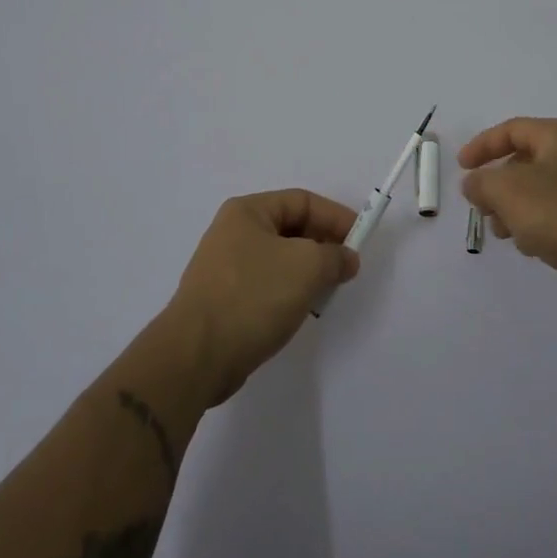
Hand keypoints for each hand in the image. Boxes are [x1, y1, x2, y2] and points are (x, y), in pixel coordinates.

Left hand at [165, 189, 359, 404]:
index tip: (360, 239)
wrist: (196, 356)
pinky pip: (266, 284)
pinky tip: (301, 309)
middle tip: (347, 266)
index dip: (335, 216)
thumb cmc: (253, 296)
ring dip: (307, 271)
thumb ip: (334, 256)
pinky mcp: (223, 299)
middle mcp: (233, 232)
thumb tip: (346, 258)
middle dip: (323, 244)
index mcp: (247, 212)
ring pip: (280, 258)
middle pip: (290, 228)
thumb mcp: (306, 267)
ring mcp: (225, 267)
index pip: (302, 201)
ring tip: (328, 290)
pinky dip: (289, 291)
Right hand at [459, 117, 556, 309]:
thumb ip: (480, 182)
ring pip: (539, 189)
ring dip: (513, 207)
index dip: (482, 146)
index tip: (461, 168)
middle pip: (525, 160)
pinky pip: (556, 212)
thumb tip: (474, 183)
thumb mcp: (505, 190)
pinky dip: (536, 222)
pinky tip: (528, 245)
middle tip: (480, 206)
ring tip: (500, 231)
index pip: (512, 129)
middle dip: (496, 183)